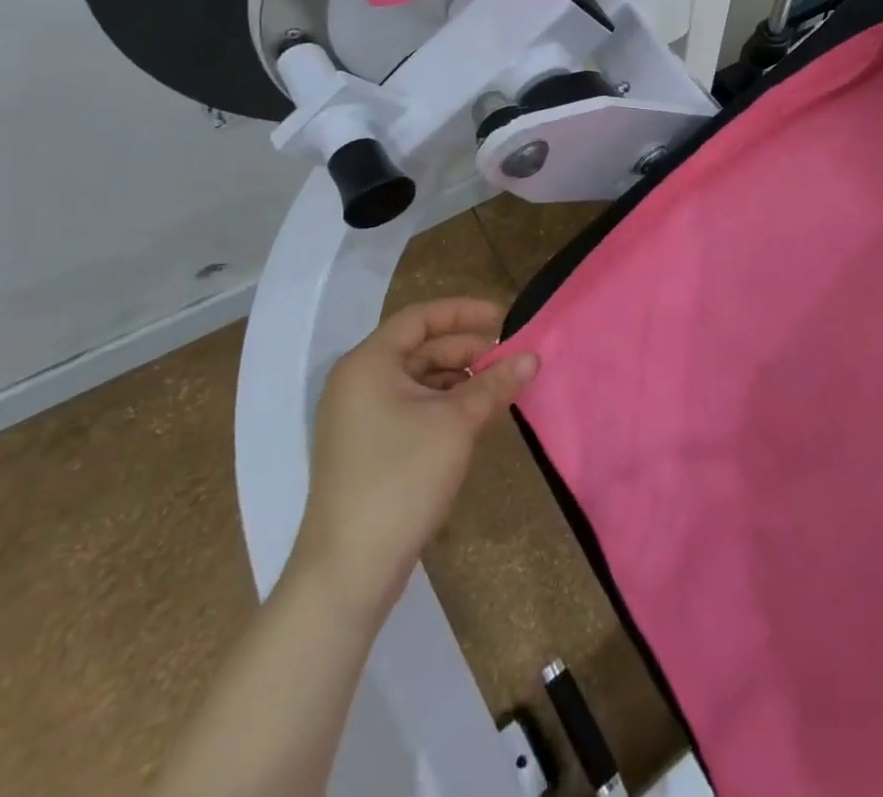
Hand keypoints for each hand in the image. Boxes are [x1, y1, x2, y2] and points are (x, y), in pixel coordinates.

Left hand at [289, 298, 538, 620]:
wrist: (350, 570)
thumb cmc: (401, 477)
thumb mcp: (457, 422)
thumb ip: (495, 383)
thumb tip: (532, 356)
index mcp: (368, 365)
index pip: (420, 318)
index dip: (464, 312)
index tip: (504, 319)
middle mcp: (358, 384)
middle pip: (420, 348)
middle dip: (467, 350)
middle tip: (509, 359)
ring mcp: (359, 419)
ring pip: (418, 380)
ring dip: (460, 379)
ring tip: (499, 389)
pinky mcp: (367, 448)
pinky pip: (412, 407)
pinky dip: (445, 405)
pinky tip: (475, 418)